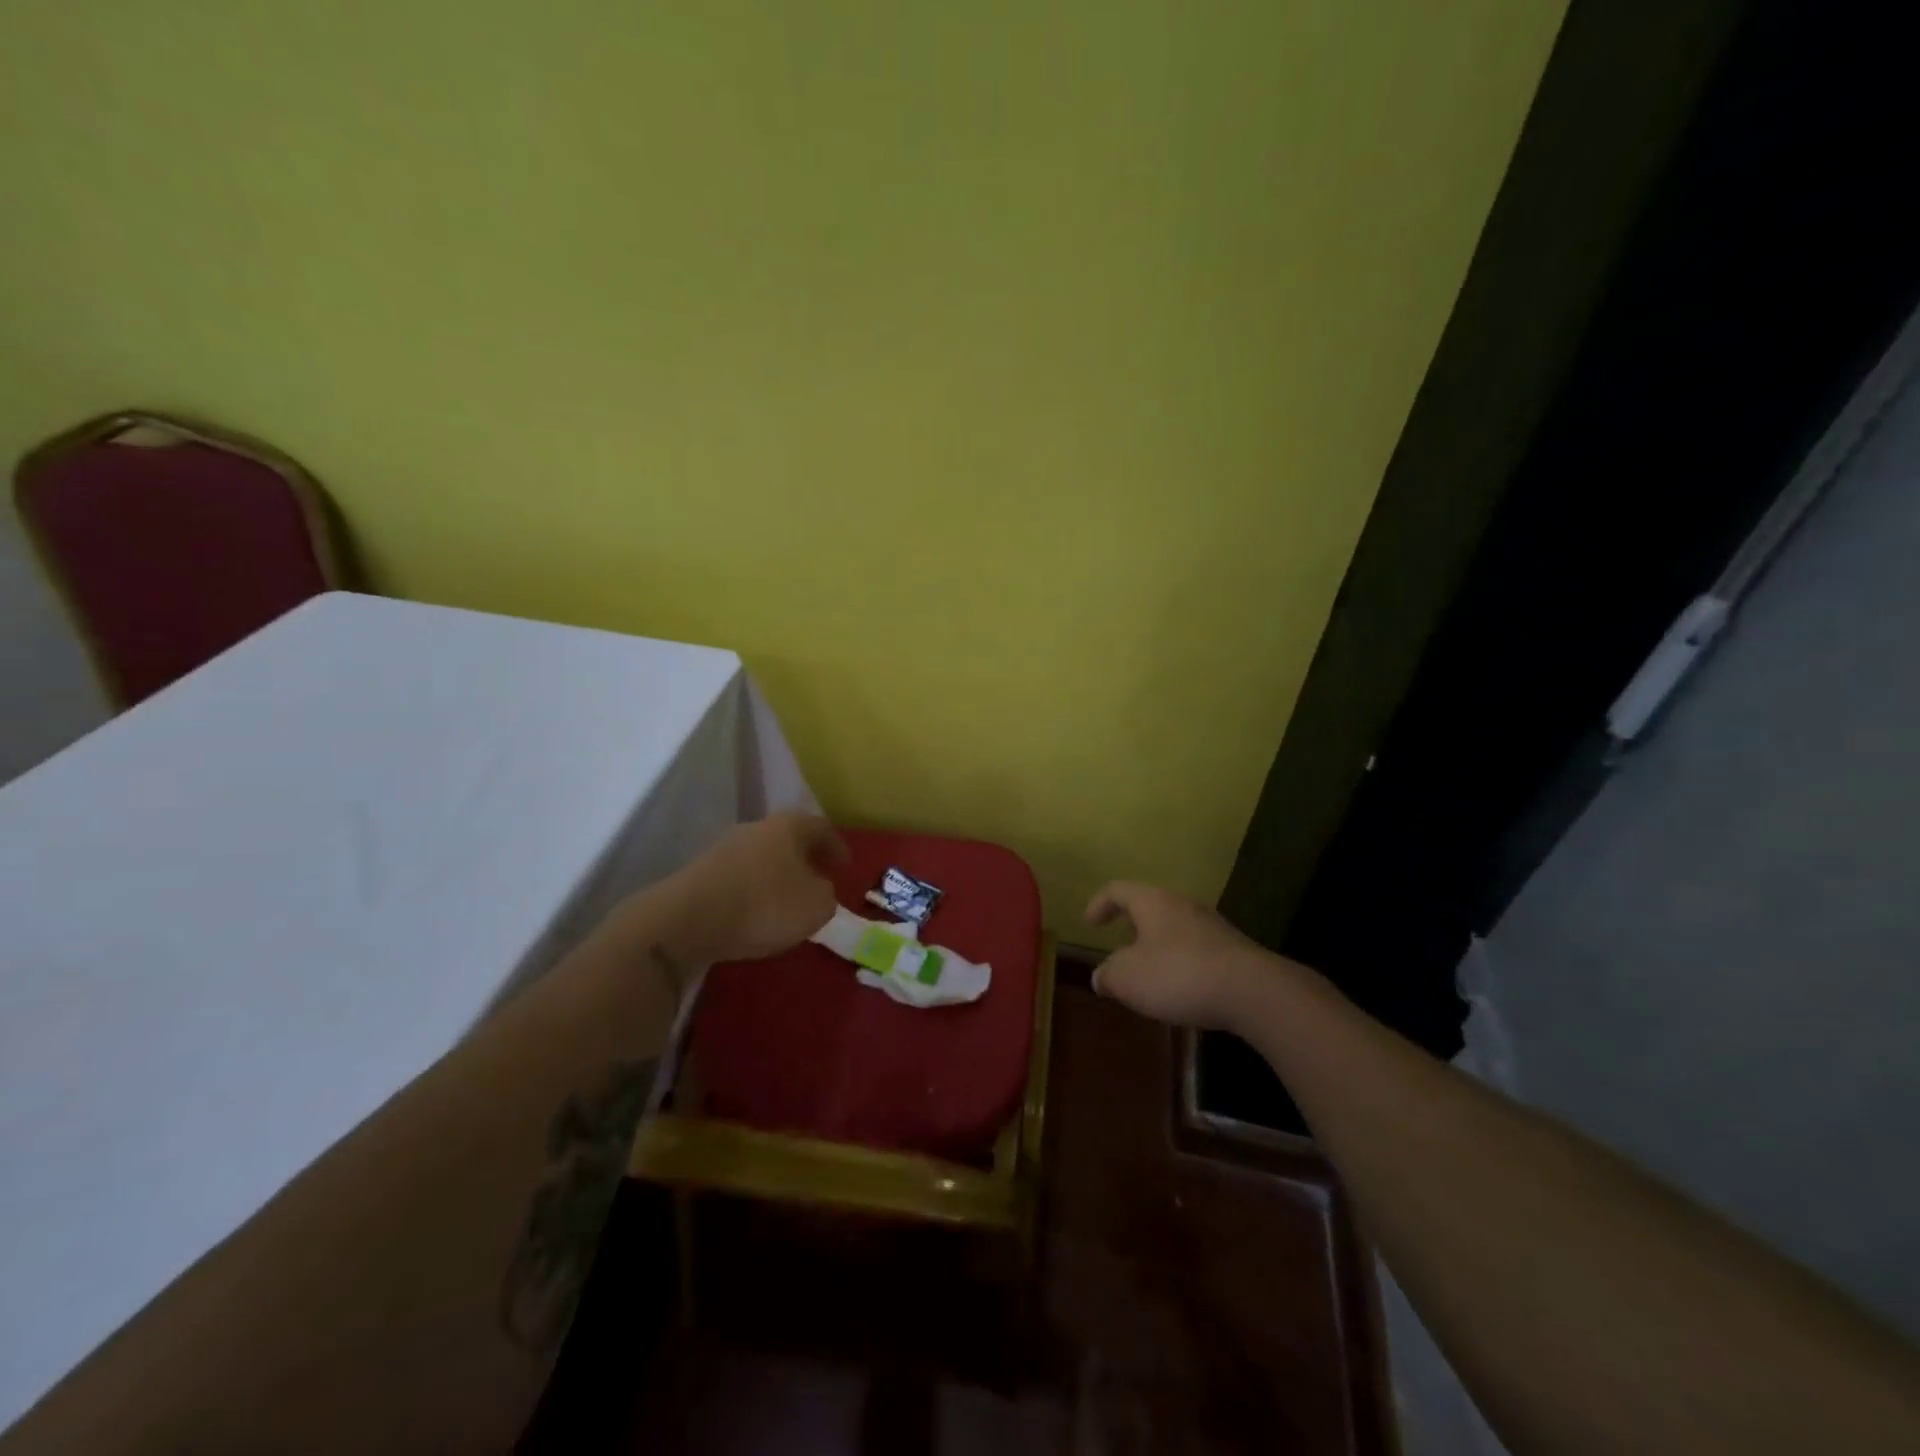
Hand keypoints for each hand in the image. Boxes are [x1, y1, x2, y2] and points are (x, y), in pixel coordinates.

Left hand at [660, 813, 848, 964]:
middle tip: (818, 879)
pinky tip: (755, 910)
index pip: (821, 827)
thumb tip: (818, 889)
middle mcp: (757, 827)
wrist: (687, 919)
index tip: (845, 866)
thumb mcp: (816, 906)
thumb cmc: (764, 905)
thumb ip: (826, 895)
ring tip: (786, 899)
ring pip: (762, 855)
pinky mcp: (701, 872)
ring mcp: (725, 847)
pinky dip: (753, 888)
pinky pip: (739, 875)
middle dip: (805, 857)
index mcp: (789, 826)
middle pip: (788, 838)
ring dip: (777, 873)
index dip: (837, 846)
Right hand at [1084, 881, 1286, 1031]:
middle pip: (1150, 905)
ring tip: (1149, 972)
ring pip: (1175, 927)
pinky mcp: (1233, 950)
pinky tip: (1180, 987)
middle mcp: (1182, 904)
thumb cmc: (1179, 974)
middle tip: (1119, 945)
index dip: (1099, 904)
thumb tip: (1101, 976)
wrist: (1252, 991)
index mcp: (1152, 901)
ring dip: (1158, 945)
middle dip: (1132, 924)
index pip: (1117, 890)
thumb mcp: (1128, 978)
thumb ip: (1108, 974)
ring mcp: (1212, 925)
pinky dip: (1181, 962)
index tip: (1089, 924)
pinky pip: (1196, 948)